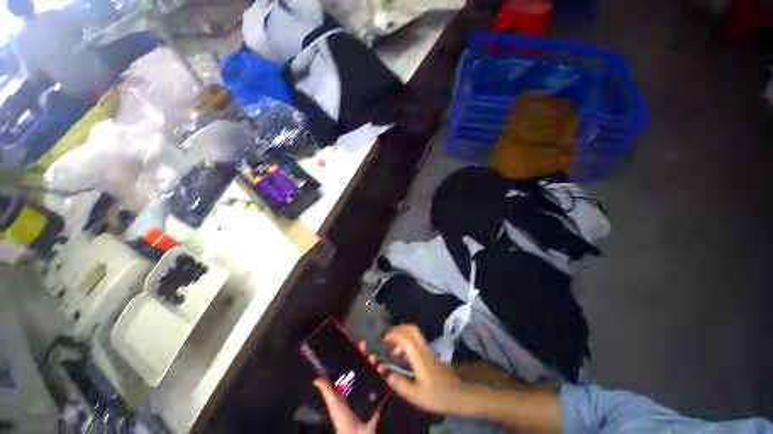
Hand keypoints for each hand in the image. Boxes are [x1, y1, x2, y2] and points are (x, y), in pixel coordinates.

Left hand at [313, 342, 381, 433]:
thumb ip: (327, 390)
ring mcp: (368, 389)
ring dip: (373, 364)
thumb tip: (315, 378)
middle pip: (362, 366)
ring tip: (374, 358)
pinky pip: (381, 383)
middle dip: (364, 356)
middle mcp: (358, 385)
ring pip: (371, 372)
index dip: (353, 356)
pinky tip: (383, 369)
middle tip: (365, 346)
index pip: (350, 366)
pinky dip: (383, 375)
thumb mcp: (334, 403)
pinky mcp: (377, 396)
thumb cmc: (343, 418)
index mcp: (347, 385)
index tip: (355, 345)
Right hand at [381, 325, 467, 414]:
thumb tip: (383, 371)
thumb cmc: (436, 395)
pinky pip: (416, 341)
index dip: (393, 335)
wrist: (458, 395)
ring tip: (392, 351)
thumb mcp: (415, 394)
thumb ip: (398, 382)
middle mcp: (423, 348)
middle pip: (411, 329)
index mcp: (419, 356)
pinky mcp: (429, 353)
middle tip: (387, 339)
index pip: (405, 337)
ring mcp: (427, 349)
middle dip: (398, 330)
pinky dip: (406, 342)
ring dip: (402, 337)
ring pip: (414, 333)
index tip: (382, 340)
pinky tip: (402, 357)